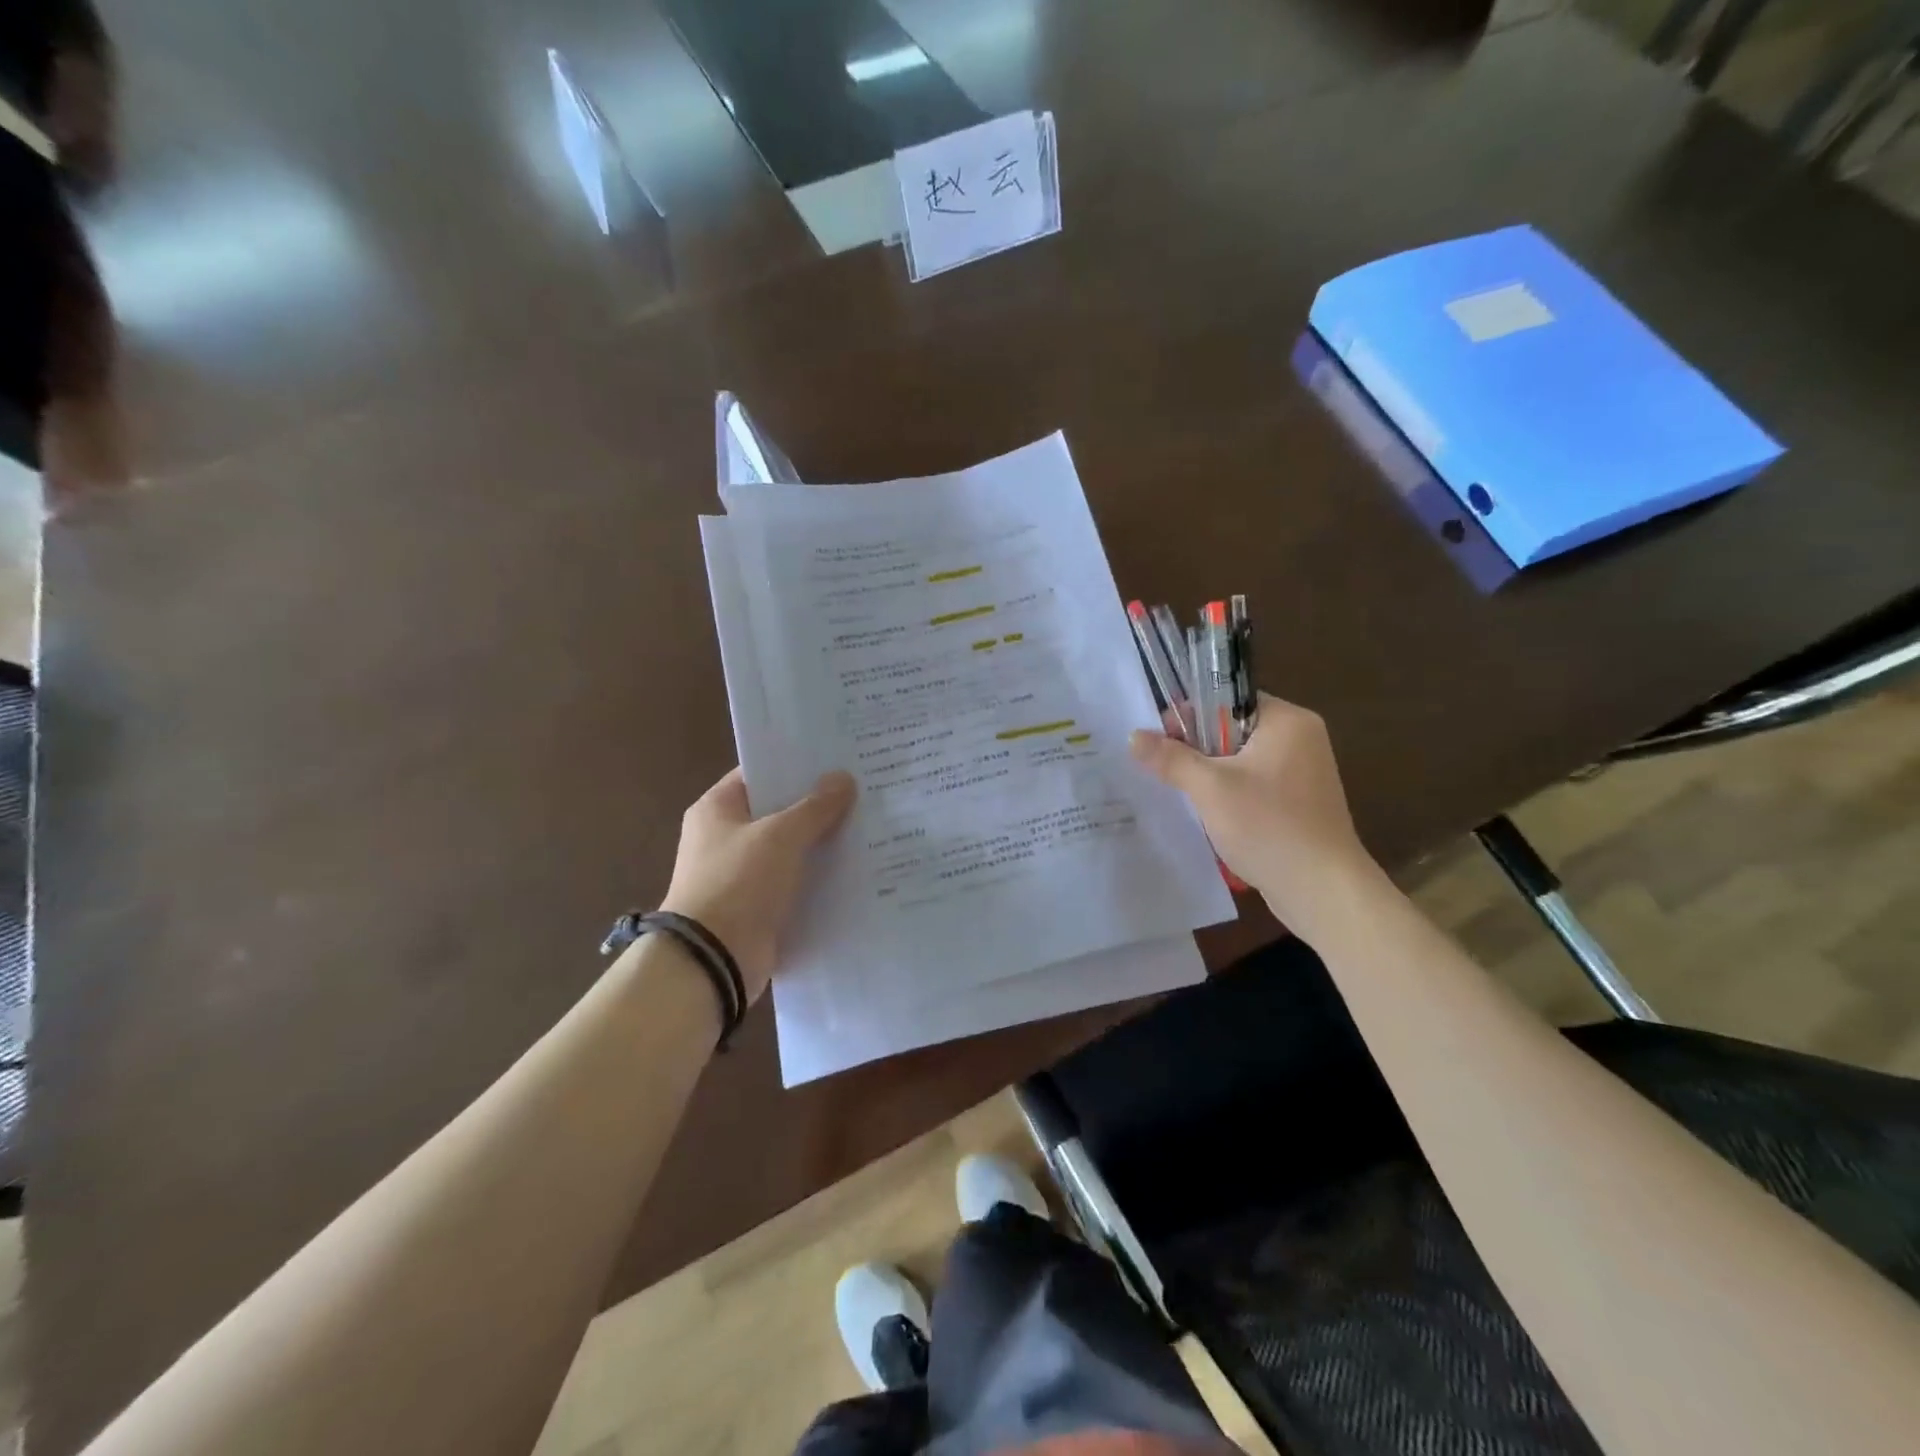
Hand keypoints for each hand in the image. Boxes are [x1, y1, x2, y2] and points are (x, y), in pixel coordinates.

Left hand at [660, 767, 856, 1003]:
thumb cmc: (738, 882)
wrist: (713, 960)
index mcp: (717, 808)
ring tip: (868, 824)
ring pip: (789, 847)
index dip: (795, 764)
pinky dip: (818, 875)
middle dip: (816, 803)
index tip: (836, 758)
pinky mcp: (758, 906)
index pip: (759, 773)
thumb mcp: (781, 836)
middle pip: (777, 810)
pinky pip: (794, 881)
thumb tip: (843, 778)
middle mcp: (724, 837)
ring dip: (821, 841)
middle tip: (862, 788)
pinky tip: (855, 866)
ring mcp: (740, 874)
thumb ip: (814, 807)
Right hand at [1129, 693, 1377, 931]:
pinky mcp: (1299, 803)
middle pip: (1232, 729)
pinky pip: (1254, 785)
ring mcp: (1303, 773)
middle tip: (1166, 771)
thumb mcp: (1210, 789)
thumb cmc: (1269, 827)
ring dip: (1210, 776)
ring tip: (1181, 794)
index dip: (1190, 715)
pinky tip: (1208, 815)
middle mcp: (1300, 739)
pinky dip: (1229, 795)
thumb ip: (1171, 759)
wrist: (1323, 890)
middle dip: (1196, 749)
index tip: (1162, 741)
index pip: (1228, 699)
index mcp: (1287, 721)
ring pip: (1240, 760)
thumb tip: (1134, 736)